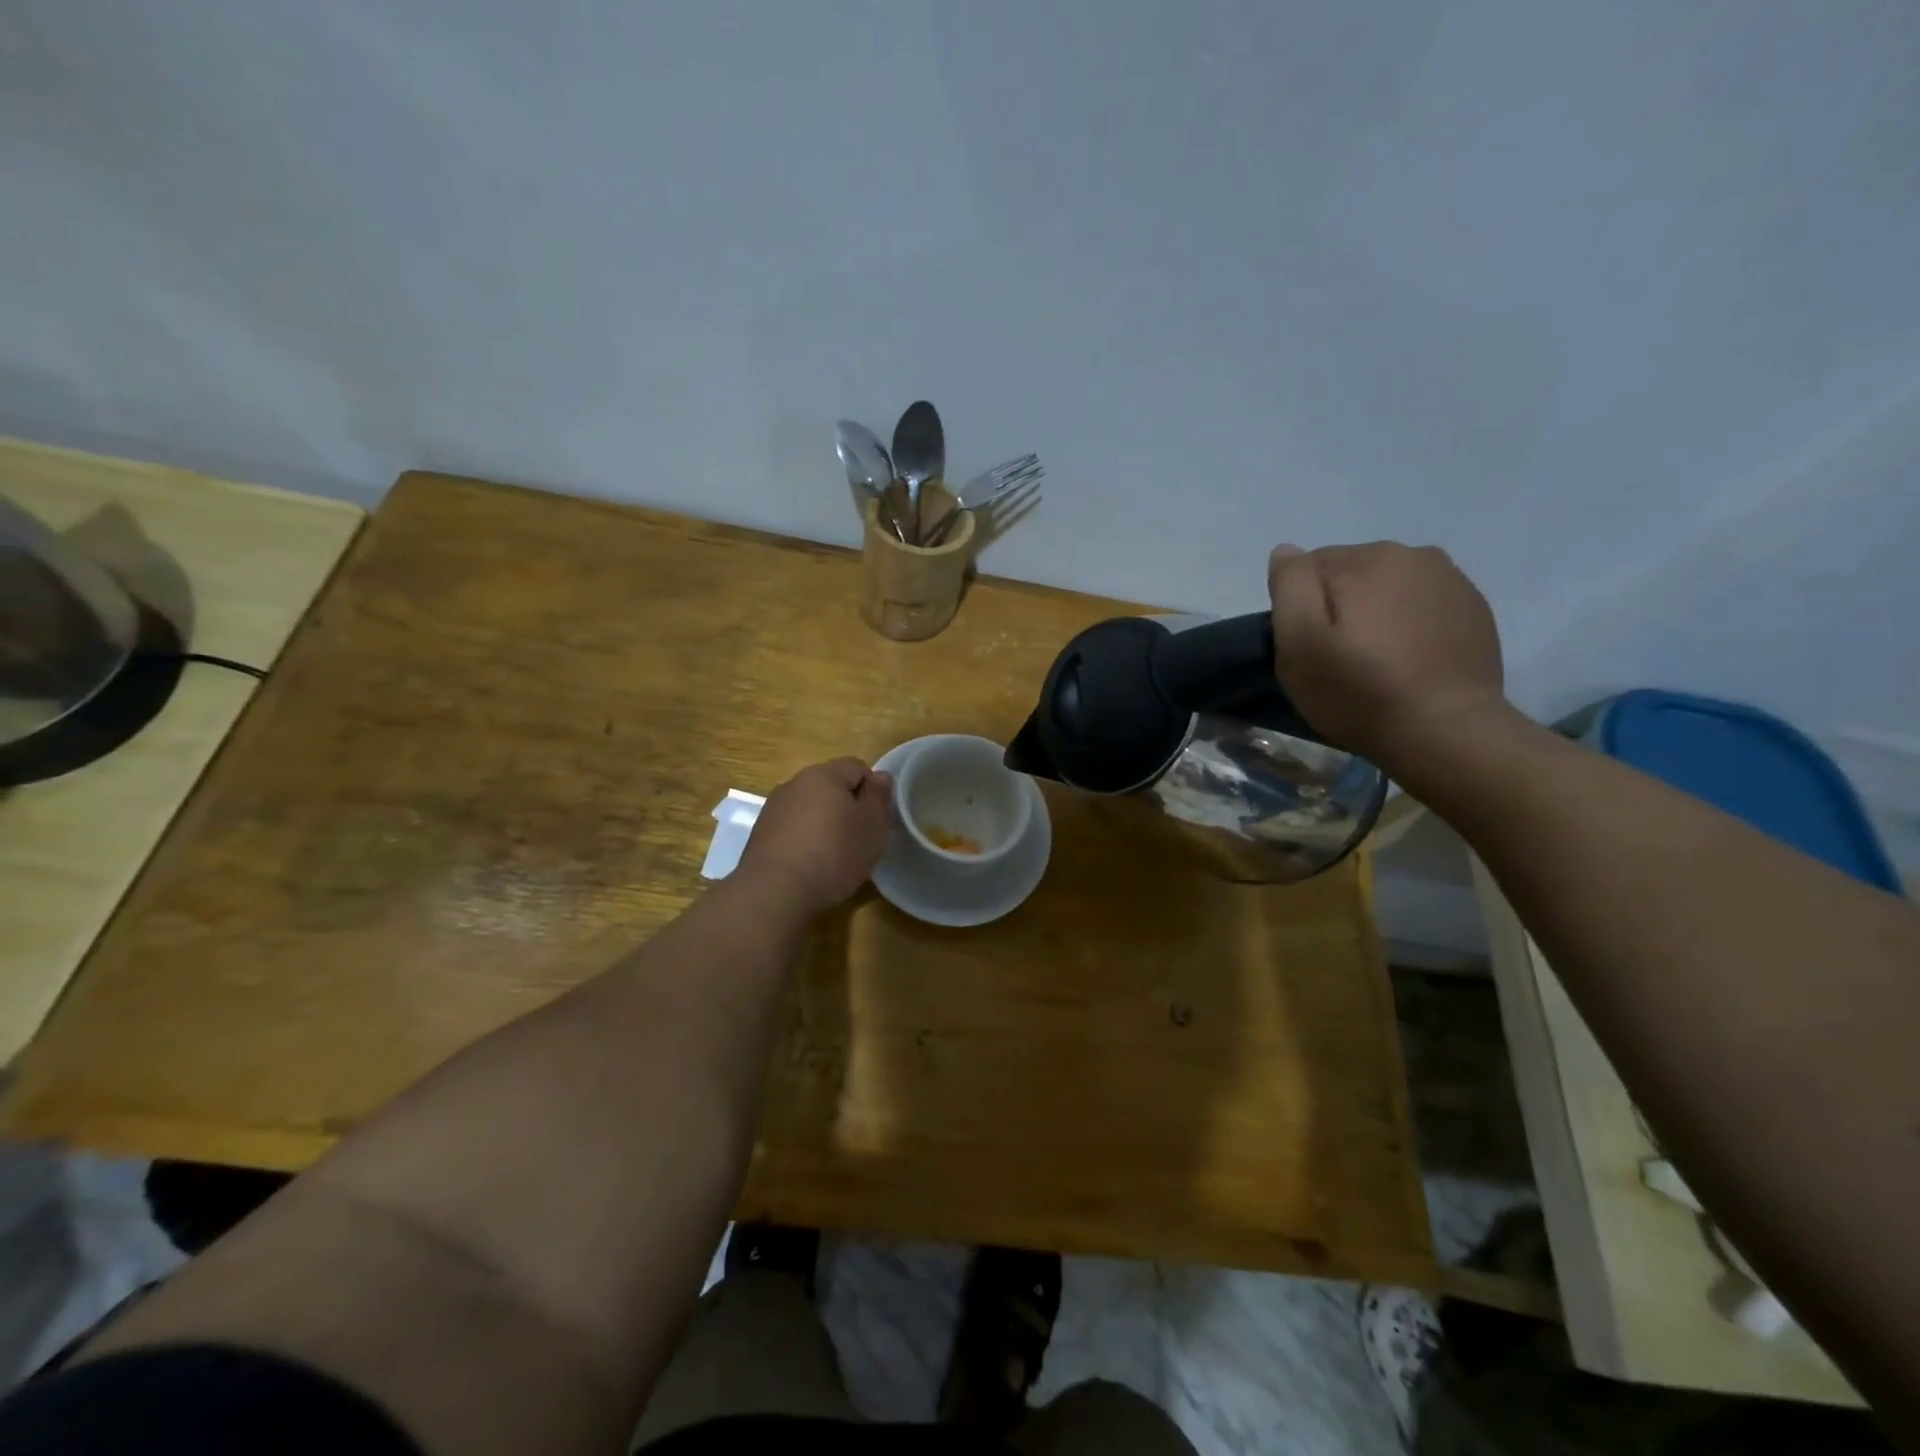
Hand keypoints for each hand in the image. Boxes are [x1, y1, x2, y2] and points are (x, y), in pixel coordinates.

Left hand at [738, 758, 893, 912]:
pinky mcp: (761, 833)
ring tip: (833, 854)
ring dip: (824, 822)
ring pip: (810, 807)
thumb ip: (879, 796)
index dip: (872, 790)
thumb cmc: (834, 853)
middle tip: (859, 837)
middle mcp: (795, 783)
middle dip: (847, 806)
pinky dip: (804, 838)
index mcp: (824, 774)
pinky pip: (792, 827)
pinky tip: (809, 864)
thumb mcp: (872, 825)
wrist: (775, 891)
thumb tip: (880, 776)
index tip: (876, 819)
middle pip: (830, 786)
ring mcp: (773, 808)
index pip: (857, 766)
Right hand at [1267, 542, 1509, 768]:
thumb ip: (1289, 586)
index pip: (1310, 568)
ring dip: (1375, 614)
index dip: (1301, 609)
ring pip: (1389, 589)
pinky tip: (1407, 662)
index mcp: (1369, 558)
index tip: (1309, 647)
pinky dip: (1409, 626)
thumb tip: (1287, 551)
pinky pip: (1423, 607)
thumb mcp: (1300, 642)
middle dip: (1339, 607)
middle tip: (1339, 658)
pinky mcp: (1475, 612)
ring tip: (1376, 661)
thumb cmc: (1359, 690)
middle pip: (1352, 574)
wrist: (1446, 732)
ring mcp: (1453, 582)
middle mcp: (1416, 555)